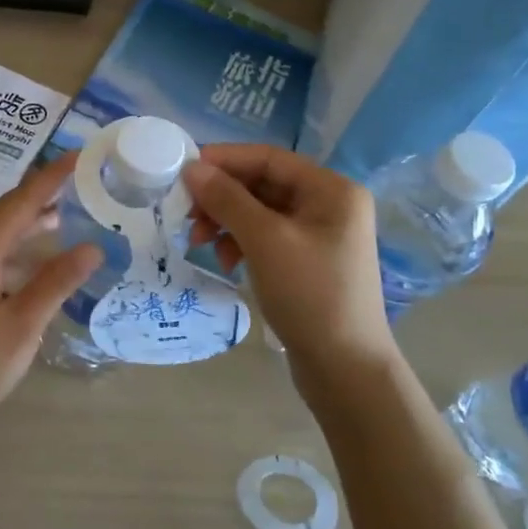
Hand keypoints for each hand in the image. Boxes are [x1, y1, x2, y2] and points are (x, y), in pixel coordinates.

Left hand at [0, 155, 103, 436]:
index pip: (22, 201)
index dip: (52, 177)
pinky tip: (39, 260)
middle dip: (43, 195)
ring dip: (31, 224)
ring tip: (68, 213)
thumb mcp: (23, 323)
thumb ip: (57, 280)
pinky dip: (18, 250)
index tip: (79, 154)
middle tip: (79, 181)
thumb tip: (92, 246)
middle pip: (7, 212)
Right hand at [183, 145, 400, 406]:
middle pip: (264, 185)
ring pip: (261, 212)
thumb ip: (227, 199)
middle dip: (222, 197)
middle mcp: (330, 205)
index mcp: (331, 190)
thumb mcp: (264, 241)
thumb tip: (192, 168)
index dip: (224, 160)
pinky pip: (267, 237)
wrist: (345, 369)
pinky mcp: (308, 261)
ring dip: (227, 221)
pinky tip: (224, 260)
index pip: (269, 158)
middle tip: (185, 214)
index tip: (183, 171)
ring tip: (199, 242)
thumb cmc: (309, 295)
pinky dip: (241, 242)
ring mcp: (321, 235)